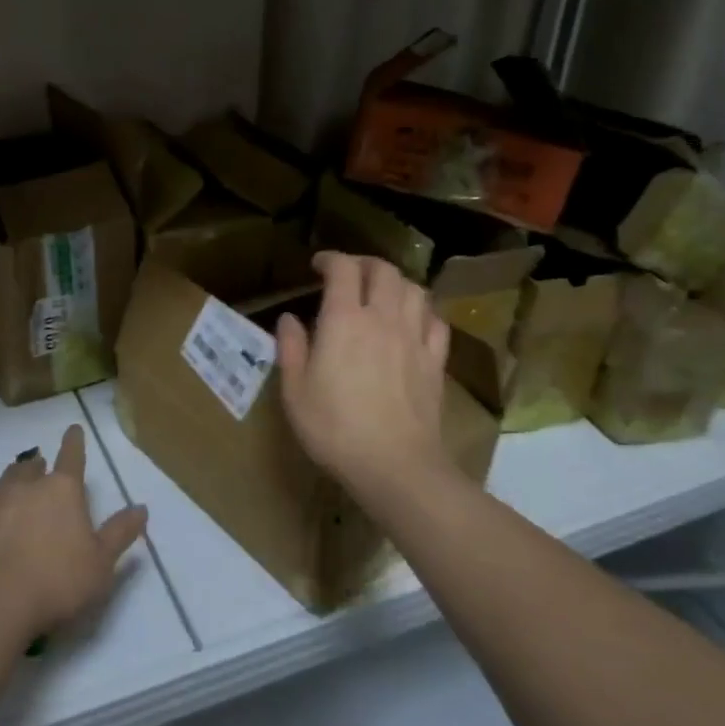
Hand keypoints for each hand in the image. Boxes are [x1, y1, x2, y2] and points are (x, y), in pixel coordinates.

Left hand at [0, 425, 147, 645]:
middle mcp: (26, 488)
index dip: (74, 442)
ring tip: (16, 487)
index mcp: (62, 490)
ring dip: (13, 481)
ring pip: (5, 481)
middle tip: (41, 466)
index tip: (74, 428)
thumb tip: (141, 508)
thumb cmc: (57, 581)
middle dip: (39, 465)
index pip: (71, 456)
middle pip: (32, 467)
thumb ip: (120, 533)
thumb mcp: (101, 563)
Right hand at [276, 251, 452, 496]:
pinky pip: (436, 321)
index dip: (330, 259)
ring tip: (382, 294)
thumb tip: (289, 319)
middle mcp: (383, 318)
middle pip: (383, 270)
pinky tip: (412, 322)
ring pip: (414, 289)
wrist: (395, 466)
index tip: (318, 265)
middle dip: (364, 264)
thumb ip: (290, 348)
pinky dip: (422, 311)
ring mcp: (415, 338)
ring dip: (396, 283)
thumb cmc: (335, 428)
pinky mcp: (435, 361)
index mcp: (344, 319)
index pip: (343, 268)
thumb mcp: (295, 391)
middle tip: (349, 274)